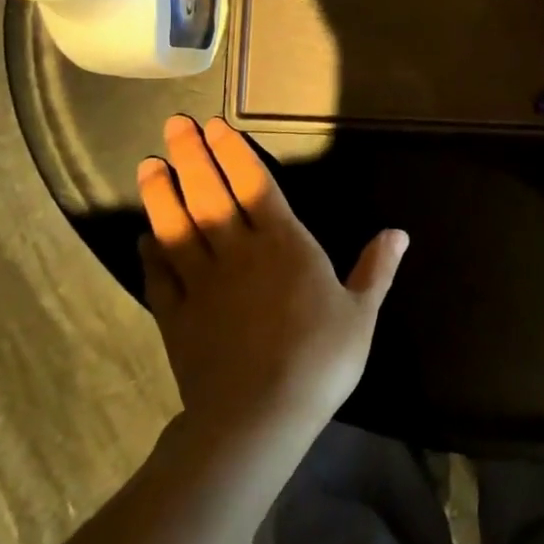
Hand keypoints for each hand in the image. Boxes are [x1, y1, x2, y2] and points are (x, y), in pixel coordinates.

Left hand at [137, 115, 407, 439]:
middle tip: (175, 125)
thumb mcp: (361, 314)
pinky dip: (149, 251)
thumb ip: (377, 269)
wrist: (257, 418)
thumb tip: (399, 232)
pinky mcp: (175, 315)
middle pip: (210, 193)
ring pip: (176, 226)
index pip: (255, 185)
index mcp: (284, 244)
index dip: (234, 153)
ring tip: (149, 165)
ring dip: (162, 193)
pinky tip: (143, 236)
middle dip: (192, 156)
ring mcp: (201, 283)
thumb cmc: (319, 360)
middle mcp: (238, 252)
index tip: (215, 127)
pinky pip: (158, 274)